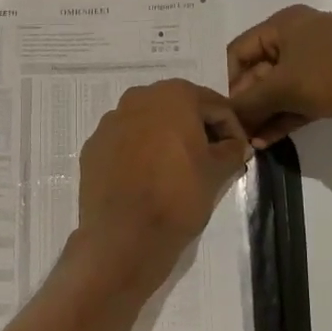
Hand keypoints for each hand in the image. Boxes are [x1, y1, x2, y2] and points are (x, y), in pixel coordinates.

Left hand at [76, 80, 251, 292]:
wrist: (124, 235)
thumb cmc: (178, 195)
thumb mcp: (217, 172)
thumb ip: (232, 150)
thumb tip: (237, 146)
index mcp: (173, 95)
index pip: (214, 106)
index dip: (231, 129)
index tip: (239, 153)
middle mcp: (137, 98)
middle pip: (178, 109)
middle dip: (197, 129)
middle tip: (211, 158)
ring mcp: (109, 122)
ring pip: (148, 124)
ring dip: (166, 139)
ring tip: (178, 169)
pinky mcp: (92, 147)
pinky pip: (124, 143)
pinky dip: (139, 153)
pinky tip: (147, 178)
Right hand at [227, 5, 331, 147]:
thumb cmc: (331, 72)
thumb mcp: (281, 85)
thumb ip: (248, 102)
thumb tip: (227, 118)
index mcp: (284, 25)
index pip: (239, 50)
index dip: (226, 80)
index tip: (219, 109)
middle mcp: (299, 39)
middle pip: (258, 72)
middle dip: (245, 102)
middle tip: (232, 131)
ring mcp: (318, 64)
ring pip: (279, 91)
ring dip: (263, 115)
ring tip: (247, 142)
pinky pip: (298, 103)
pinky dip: (282, 120)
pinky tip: (266, 142)